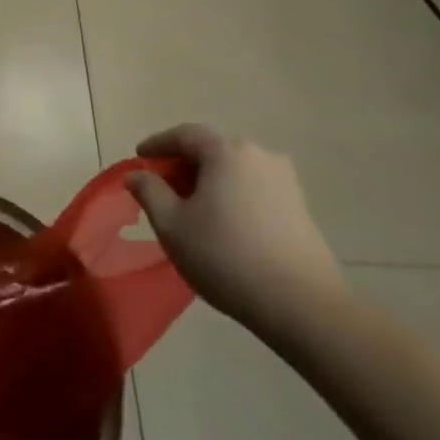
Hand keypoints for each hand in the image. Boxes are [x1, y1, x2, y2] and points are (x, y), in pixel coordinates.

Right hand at [128, 124, 347, 341]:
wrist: (302, 304)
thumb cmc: (226, 257)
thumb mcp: (172, 225)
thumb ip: (149, 192)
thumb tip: (137, 175)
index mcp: (226, 152)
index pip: (185, 134)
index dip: (158, 144)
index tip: (139, 158)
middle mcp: (259, 155)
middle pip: (212, 150)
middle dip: (183, 165)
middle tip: (162, 189)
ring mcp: (284, 181)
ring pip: (234, 170)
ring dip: (209, 182)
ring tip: (191, 209)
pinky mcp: (299, 207)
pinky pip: (254, 188)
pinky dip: (232, 196)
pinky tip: (223, 224)